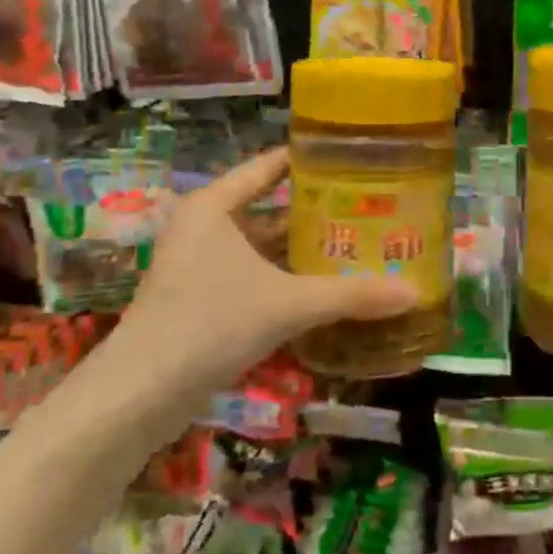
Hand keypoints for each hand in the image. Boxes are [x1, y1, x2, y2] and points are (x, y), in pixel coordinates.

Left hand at [91, 148, 416, 408]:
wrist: (138, 396)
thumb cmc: (209, 324)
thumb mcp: (287, 304)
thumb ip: (351, 296)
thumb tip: (414, 293)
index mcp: (214, 206)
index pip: (269, 166)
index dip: (310, 160)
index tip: (354, 158)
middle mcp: (204, 226)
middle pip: (270, 207)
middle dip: (317, 210)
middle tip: (370, 206)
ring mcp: (199, 263)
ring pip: (263, 245)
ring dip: (302, 249)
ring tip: (357, 243)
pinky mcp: (200, 298)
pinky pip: (253, 273)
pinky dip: (286, 277)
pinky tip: (325, 286)